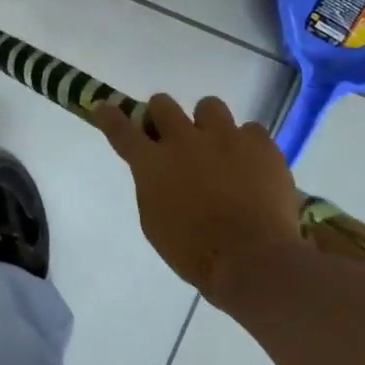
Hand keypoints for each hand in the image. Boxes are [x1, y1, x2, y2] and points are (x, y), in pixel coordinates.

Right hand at [92, 94, 307, 309]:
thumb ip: (153, 187)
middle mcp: (184, 140)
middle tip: (172, 135)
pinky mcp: (260, 144)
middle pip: (163, 104)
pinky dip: (247, 145)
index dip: (110, 115)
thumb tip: (161, 174)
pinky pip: (250, 130)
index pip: (121, 129)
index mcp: (152, 163)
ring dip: (207, 124)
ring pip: (209, 105)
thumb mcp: (154, 222)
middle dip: (162, 116)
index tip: (104, 107)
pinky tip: (251, 166)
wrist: (251, 259)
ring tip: (218, 147)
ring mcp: (224, 137)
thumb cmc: (193, 251)